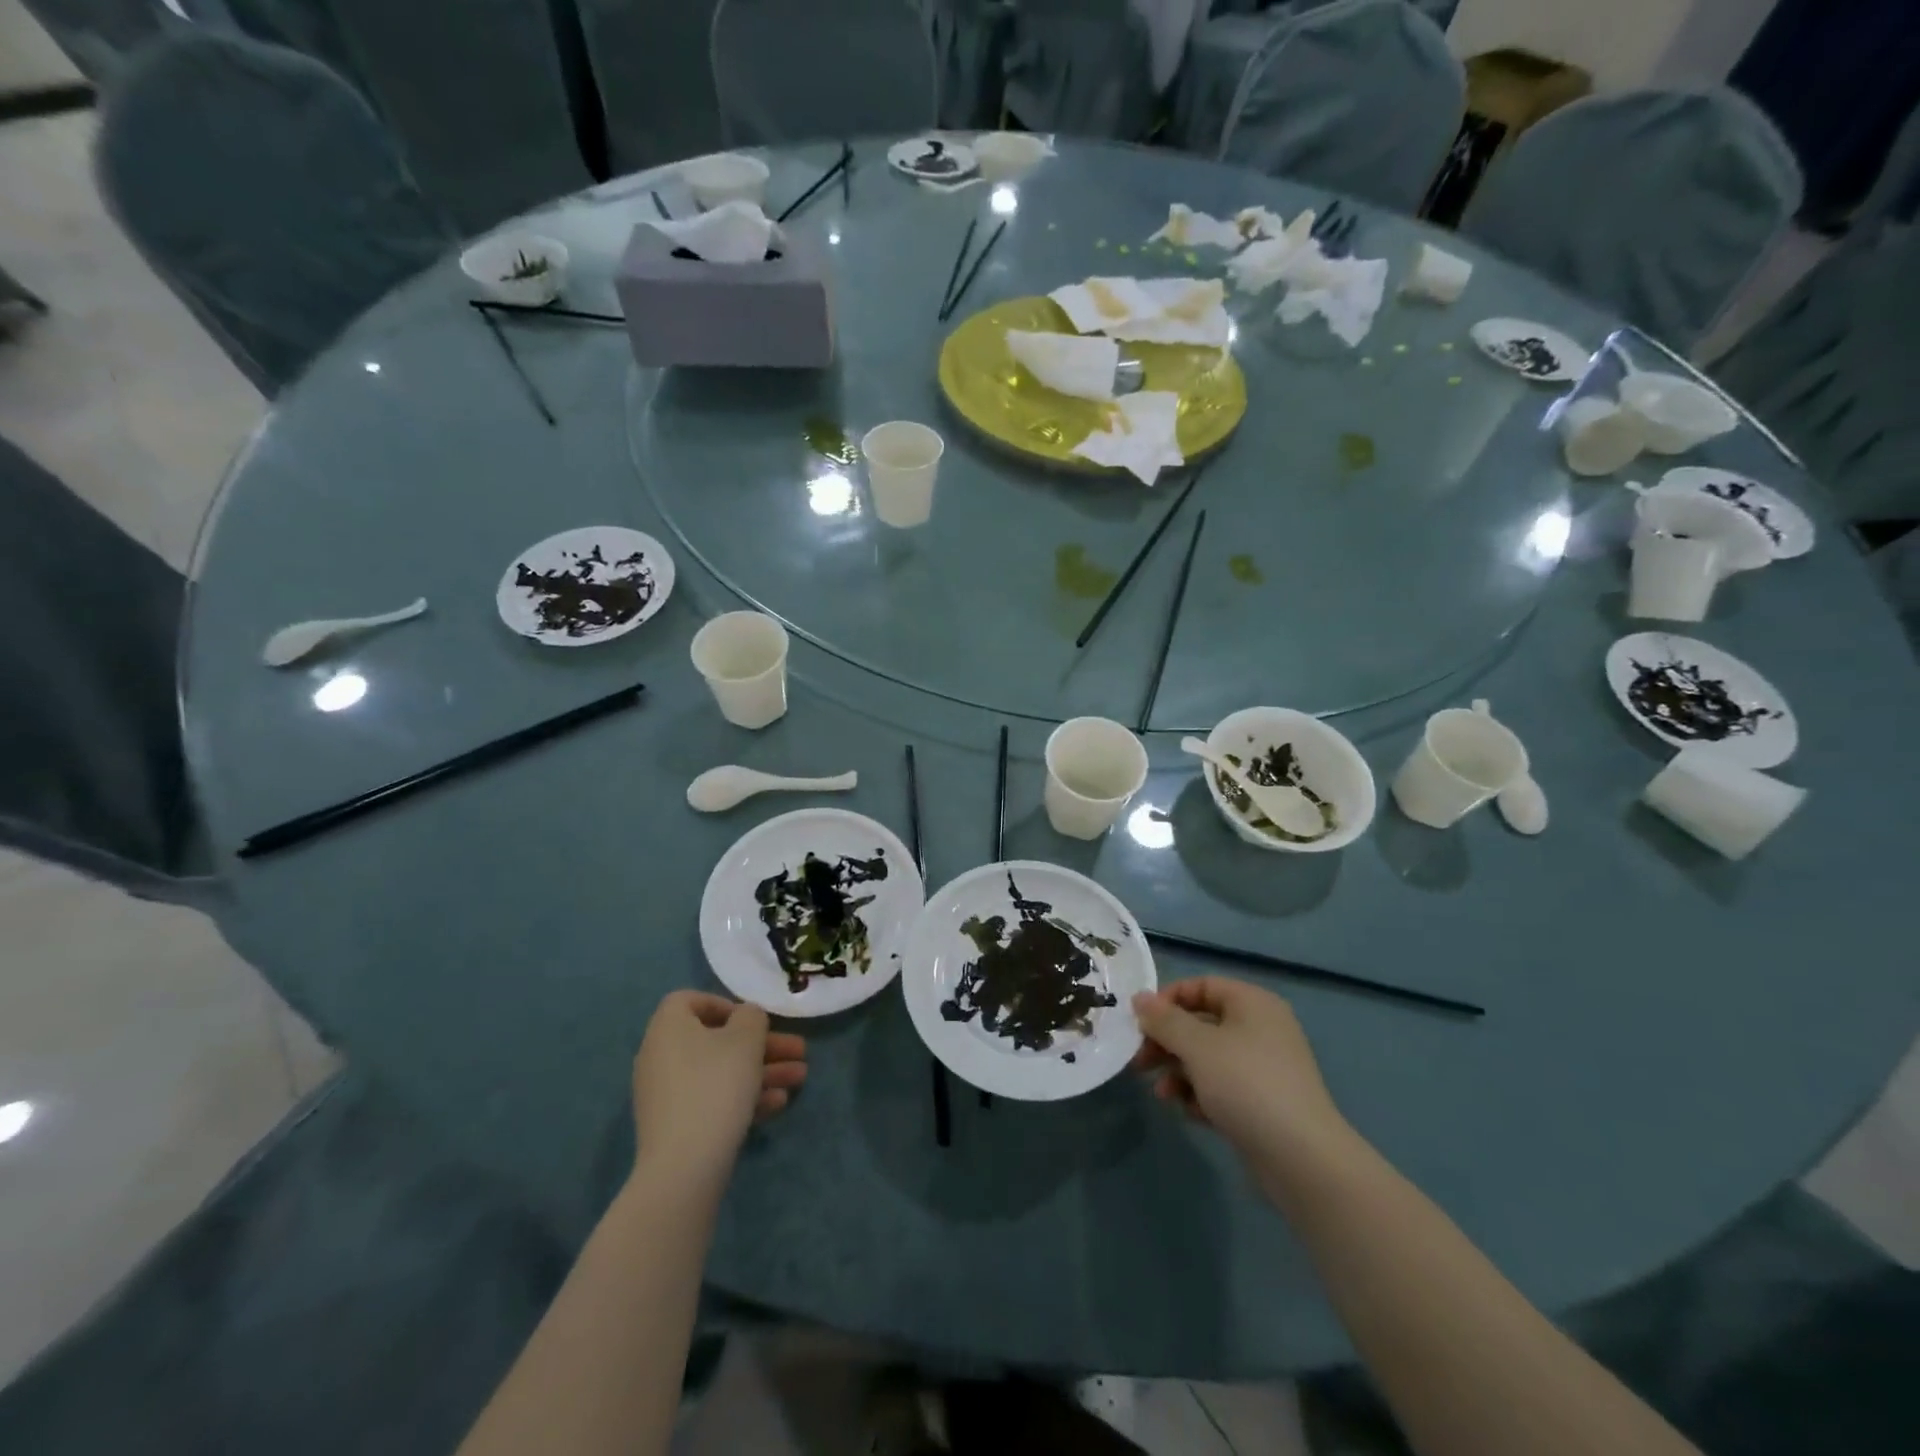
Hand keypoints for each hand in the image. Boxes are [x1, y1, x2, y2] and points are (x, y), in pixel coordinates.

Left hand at [631, 991, 806, 1181]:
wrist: (684, 1166)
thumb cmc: (716, 1085)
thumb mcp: (746, 1038)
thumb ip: (752, 1017)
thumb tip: (746, 1018)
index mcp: (668, 1027)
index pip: (690, 1000)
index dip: (726, 1005)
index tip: (754, 1021)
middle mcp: (661, 1056)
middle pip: (716, 1040)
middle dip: (762, 1045)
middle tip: (798, 1050)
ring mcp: (666, 1094)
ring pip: (720, 1072)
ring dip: (761, 1071)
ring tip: (800, 1078)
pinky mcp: (675, 1126)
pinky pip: (712, 1100)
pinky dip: (743, 1097)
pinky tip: (778, 1104)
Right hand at [1132, 978, 1351, 1187]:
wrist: (1302, 1159)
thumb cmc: (1246, 1085)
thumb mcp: (1197, 1046)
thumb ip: (1164, 1020)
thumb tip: (1139, 998)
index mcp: (1252, 1004)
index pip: (1201, 986)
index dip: (1167, 1000)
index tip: (1140, 1023)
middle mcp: (1261, 1029)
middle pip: (1201, 1024)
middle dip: (1167, 1043)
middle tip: (1140, 1062)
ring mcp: (1264, 1067)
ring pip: (1208, 1058)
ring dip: (1179, 1073)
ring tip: (1163, 1095)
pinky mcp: (1263, 1103)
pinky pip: (1222, 1087)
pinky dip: (1201, 1095)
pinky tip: (1190, 1113)